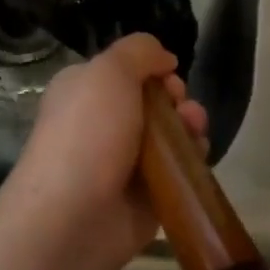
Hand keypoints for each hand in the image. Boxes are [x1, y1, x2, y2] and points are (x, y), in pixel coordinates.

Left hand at [3, 34, 208, 265]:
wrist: (73, 218)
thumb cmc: (88, 133)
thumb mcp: (110, 70)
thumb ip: (140, 51)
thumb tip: (165, 58)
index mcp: (85, 89)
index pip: (127, 70)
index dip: (154, 68)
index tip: (168, 76)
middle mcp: (102, 122)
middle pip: (153, 101)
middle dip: (176, 98)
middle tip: (183, 108)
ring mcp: (124, 162)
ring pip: (169, 134)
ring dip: (189, 126)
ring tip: (195, 130)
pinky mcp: (146, 197)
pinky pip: (176, 170)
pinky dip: (190, 161)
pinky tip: (196, 156)